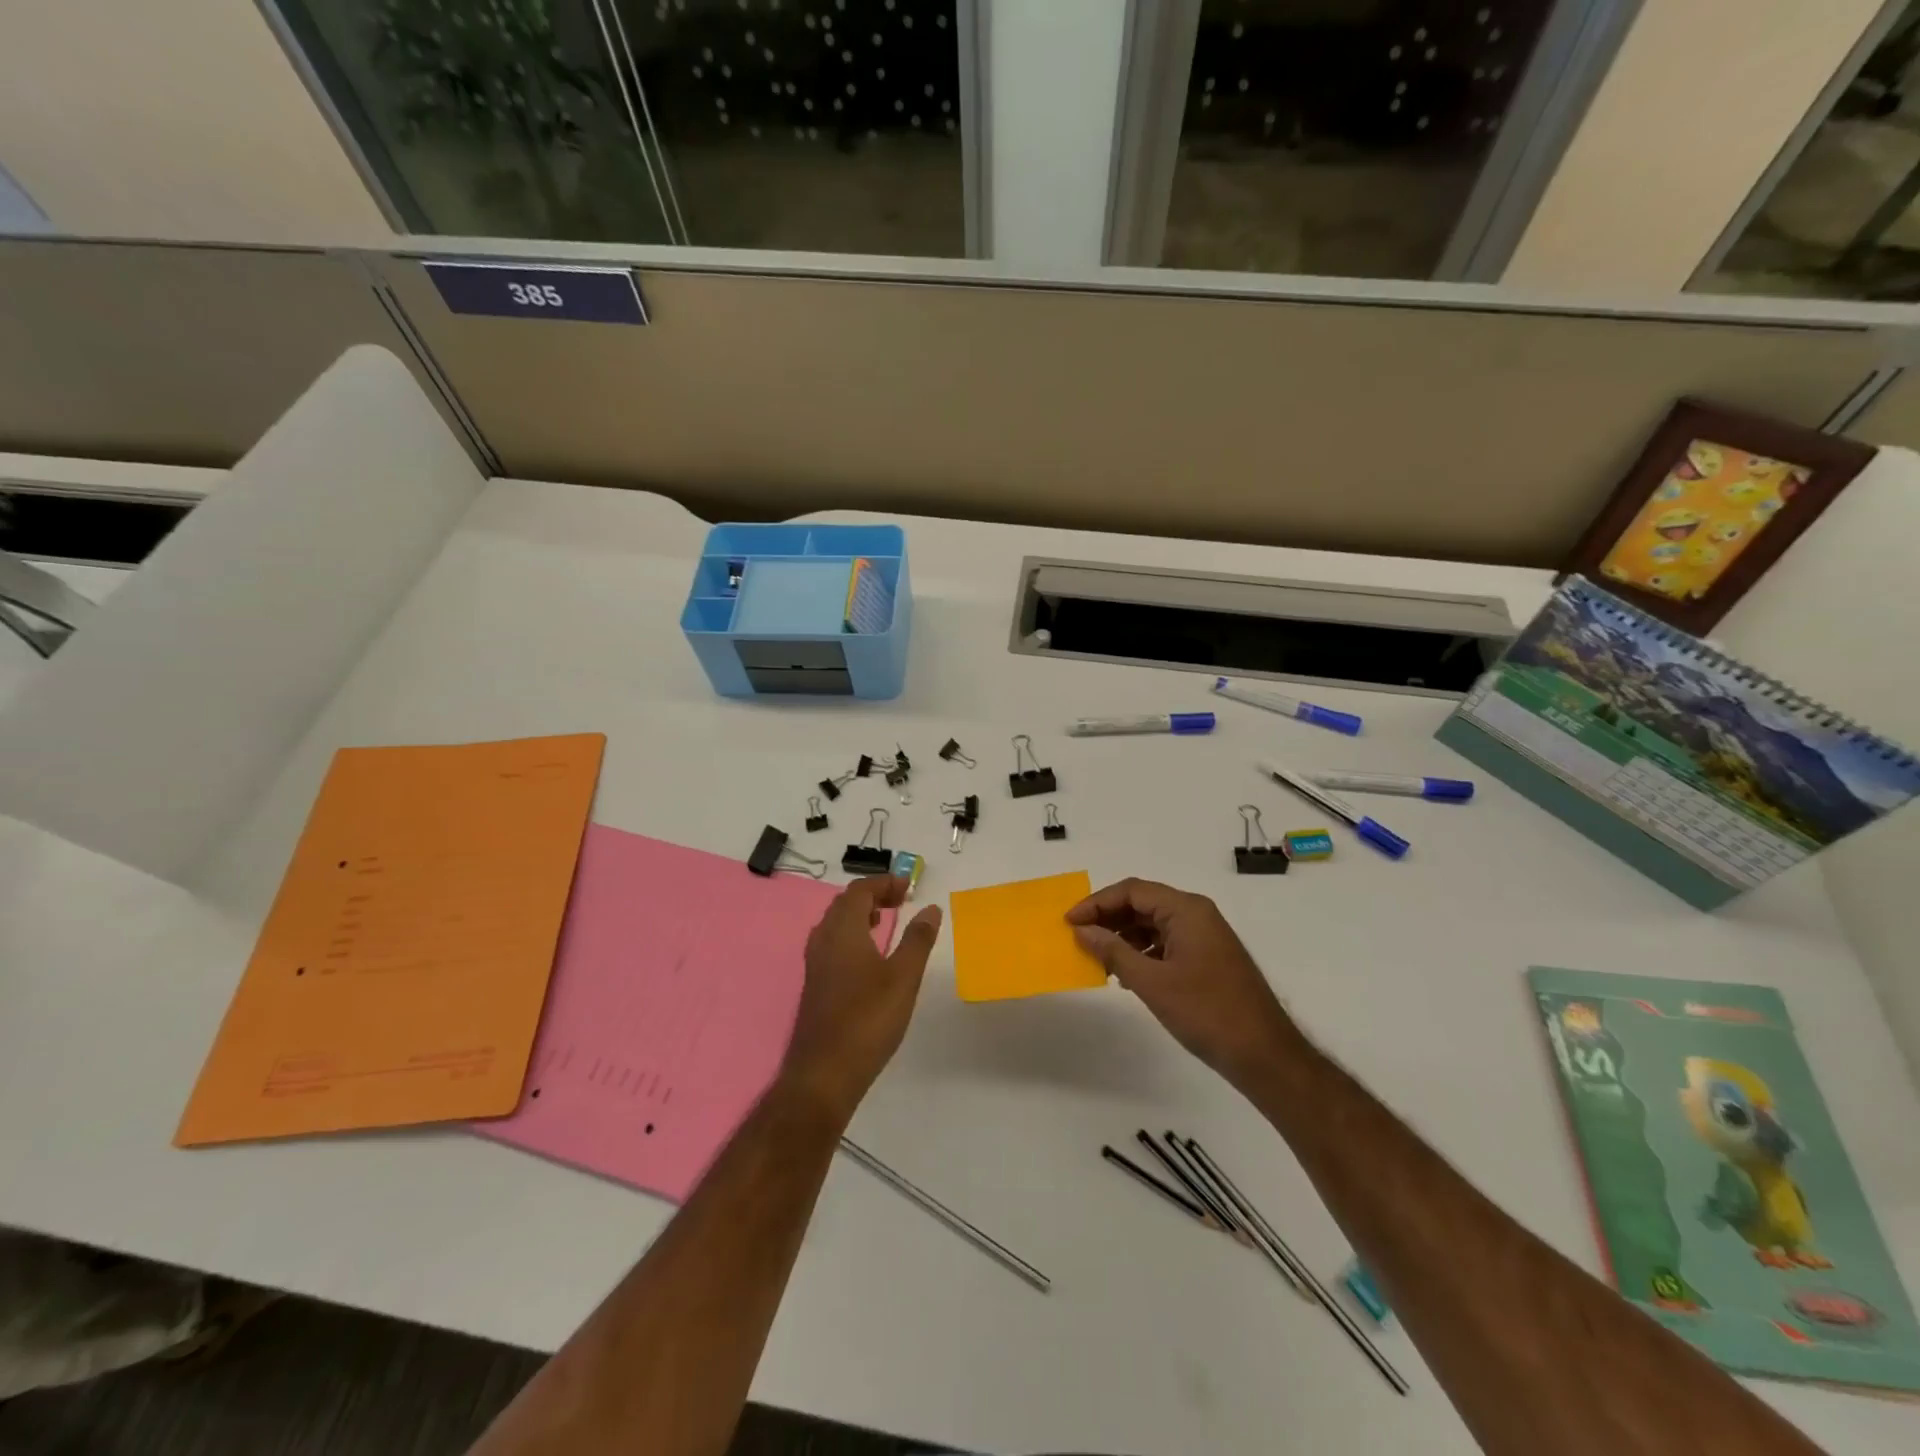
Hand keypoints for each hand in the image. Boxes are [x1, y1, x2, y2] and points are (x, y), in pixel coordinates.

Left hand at [778, 876, 942, 1122]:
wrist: (824, 1073)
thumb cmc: (867, 1020)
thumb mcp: (903, 977)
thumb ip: (918, 940)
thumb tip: (930, 908)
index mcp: (842, 931)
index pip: (859, 890)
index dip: (883, 882)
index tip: (909, 887)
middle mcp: (823, 940)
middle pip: (844, 903)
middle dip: (872, 895)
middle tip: (900, 900)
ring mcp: (815, 964)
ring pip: (835, 924)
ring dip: (859, 914)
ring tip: (884, 920)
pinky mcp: (815, 985)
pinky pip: (832, 943)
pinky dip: (852, 935)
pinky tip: (868, 957)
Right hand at [1066, 878, 1300, 1088]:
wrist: (1263, 1055)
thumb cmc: (1206, 1012)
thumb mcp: (1152, 982)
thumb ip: (1113, 951)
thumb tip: (1081, 930)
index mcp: (1187, 910)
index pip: (1132, 891)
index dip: (1096, 903)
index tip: (1069, 922)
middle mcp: (1196, 914)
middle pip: (1142, 903)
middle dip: (1108, 918)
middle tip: (1078, 938)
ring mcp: (1204, 937)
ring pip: (1153, 924)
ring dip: (1123, 936)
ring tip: (1096, 958)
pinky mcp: (1207, 958)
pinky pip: (1165, 943)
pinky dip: (1141, 952)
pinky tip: (1124, 973)